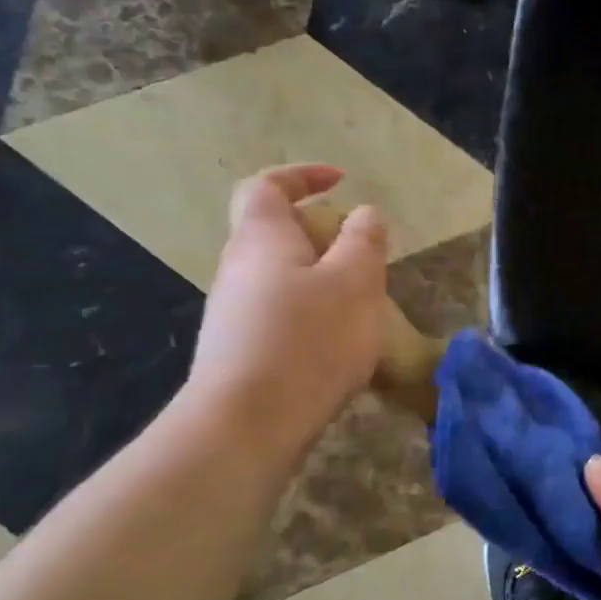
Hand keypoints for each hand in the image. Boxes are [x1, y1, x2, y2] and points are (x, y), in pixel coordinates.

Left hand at [186, 164, 388, 452]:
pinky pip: (282, 311)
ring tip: (363, 300)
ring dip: (322, 275)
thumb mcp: (355, 282)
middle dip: (321, 232)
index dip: (300, 175)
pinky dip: (314, 310)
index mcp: (262, 240)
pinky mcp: (243, 349)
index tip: (340, 180)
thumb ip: (364, 241)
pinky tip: (341, 341)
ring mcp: (235, 312)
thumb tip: (363, 213)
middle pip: (273, 232)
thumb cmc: (308, 340)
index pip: (266, 187)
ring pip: (281, 275)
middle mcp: (239, 269)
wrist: (248, 424)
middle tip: (364, 251)